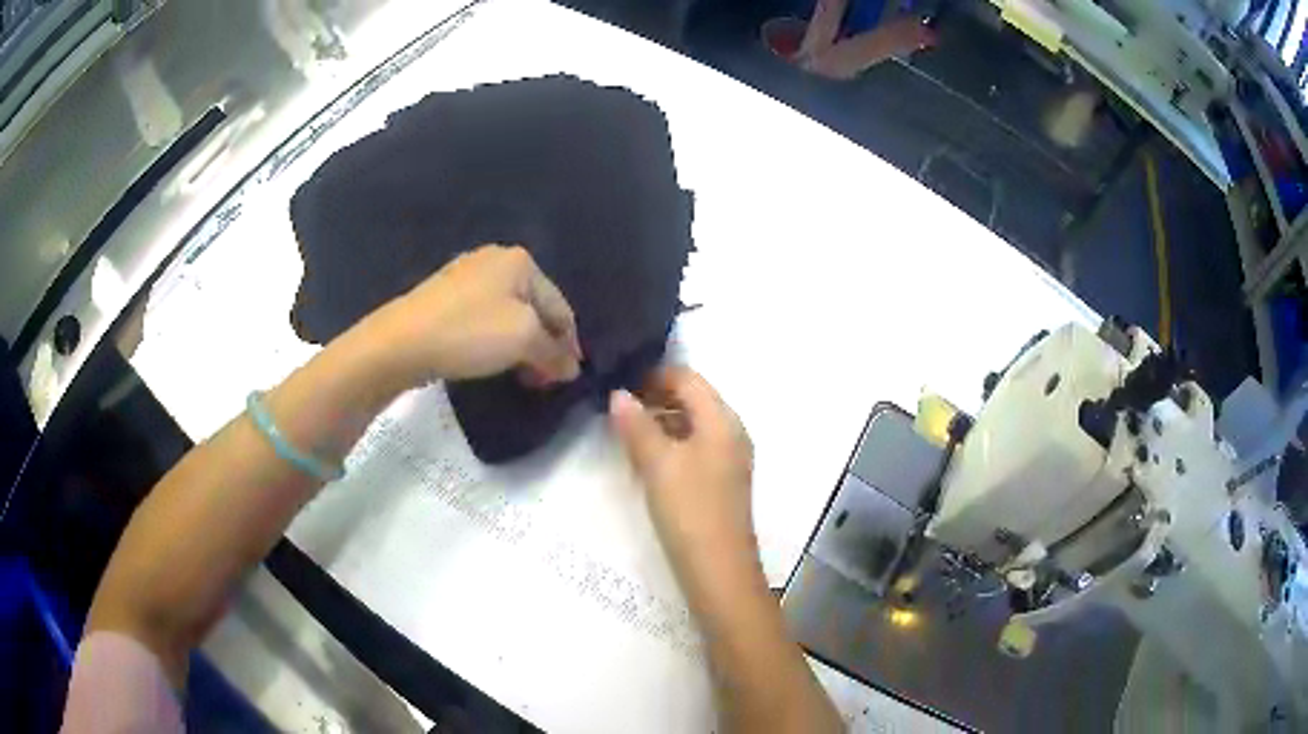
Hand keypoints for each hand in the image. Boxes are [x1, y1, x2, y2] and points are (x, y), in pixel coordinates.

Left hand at [377, 244, 582, 385]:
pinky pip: (484, 318)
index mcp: (521, 262)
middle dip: (544, 345)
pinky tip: (489, 359)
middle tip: (542, 381)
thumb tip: (572, 369)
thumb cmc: (469, 333)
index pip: (561, 308)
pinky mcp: (445, 296)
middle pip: (535, 309)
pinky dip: (495, 340)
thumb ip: (554, 353)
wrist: (401, 342)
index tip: (568, 379)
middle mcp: (497, 260)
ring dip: (521, 346)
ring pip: (509, 315)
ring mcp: (467, 275)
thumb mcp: (523, 340)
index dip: (570, 345)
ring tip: (519, 375)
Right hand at [609, 368, 755, 582]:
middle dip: (654, 398)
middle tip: (614, 407)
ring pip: (690, 426)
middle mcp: (731, 432)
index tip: (617, 382)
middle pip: (692, 399)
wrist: (718, 570)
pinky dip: (669, 445)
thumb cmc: (690, 510)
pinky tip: (643, 460)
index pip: (688, 378)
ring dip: (659, 423)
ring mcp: (728, 459)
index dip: (653, 375)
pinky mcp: (719, 482)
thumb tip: (618, 394)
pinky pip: (693, 449)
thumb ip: (637, 425)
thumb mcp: (658, 464)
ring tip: (623, 432)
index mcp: (723, 420)